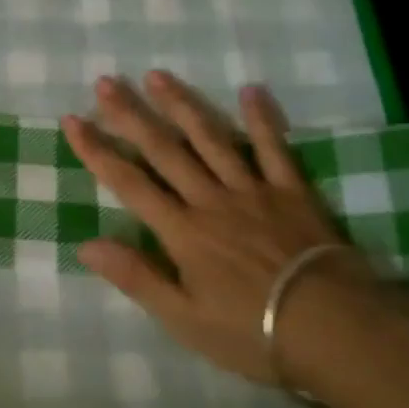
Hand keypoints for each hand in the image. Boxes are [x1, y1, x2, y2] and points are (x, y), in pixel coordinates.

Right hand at [62, 71, 392, 385]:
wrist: (335, 329)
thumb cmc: (252, 332)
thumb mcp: (184, 319)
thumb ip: (136, 278)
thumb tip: (85, 245)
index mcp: (181, 231)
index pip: (129, 183)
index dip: (97, 151)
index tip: (73, 120)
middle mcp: (210, 199)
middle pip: (164, 150)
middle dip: (130, 115)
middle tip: (106, 82)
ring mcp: (253, 190)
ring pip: (210, 139)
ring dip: (182, 105)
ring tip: (158, 75)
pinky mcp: (292, 192)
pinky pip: (273, 149)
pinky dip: (261, 120)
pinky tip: (251, 91)